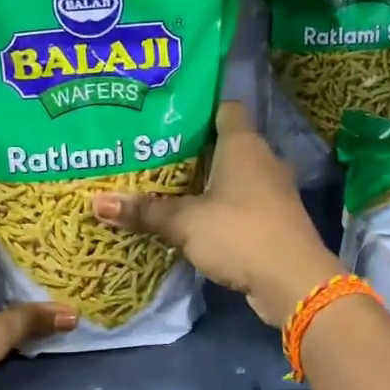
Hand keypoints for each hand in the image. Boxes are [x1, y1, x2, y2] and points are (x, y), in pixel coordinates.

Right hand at [92, 101, 338, 327]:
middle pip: (225, 143)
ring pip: (234, 175)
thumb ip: (145, 211)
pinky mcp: (274, 220)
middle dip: (193, 148)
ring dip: (207, 181)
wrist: (293, 282)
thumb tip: (96, 203)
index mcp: (243, 144)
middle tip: (153, 152)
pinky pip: (242, 202)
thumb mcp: (185, 222)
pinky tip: (194, 217)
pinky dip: (220, 206)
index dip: (199, 107)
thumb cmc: (239, 233)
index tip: (167, 114)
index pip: (225, 108)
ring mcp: (272, 191)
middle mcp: (263, 160)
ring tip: (166, 184)